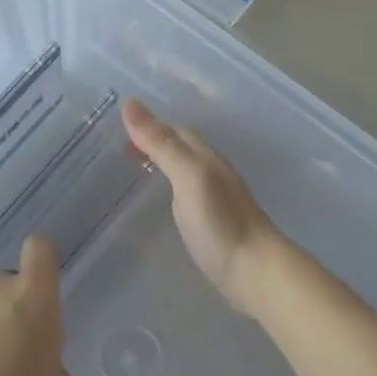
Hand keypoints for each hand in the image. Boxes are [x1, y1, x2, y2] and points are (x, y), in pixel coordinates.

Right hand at [122, 98, 280, 314]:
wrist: (257, 272)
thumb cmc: (220, 222)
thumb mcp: (188, 176)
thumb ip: (162, 144)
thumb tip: (130, 103)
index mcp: (206, 157)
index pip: (175, 131)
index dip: (149, 127)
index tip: (118, 129)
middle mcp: (212, 172)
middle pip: (181, 148)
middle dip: (154, 143)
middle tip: (120, 151)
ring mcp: (216, 199)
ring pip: (185, 170)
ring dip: (162, 165)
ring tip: (134, 172)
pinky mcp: (214, 223)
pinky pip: (187, 193)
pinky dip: (170, 188)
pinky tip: (162, 203)